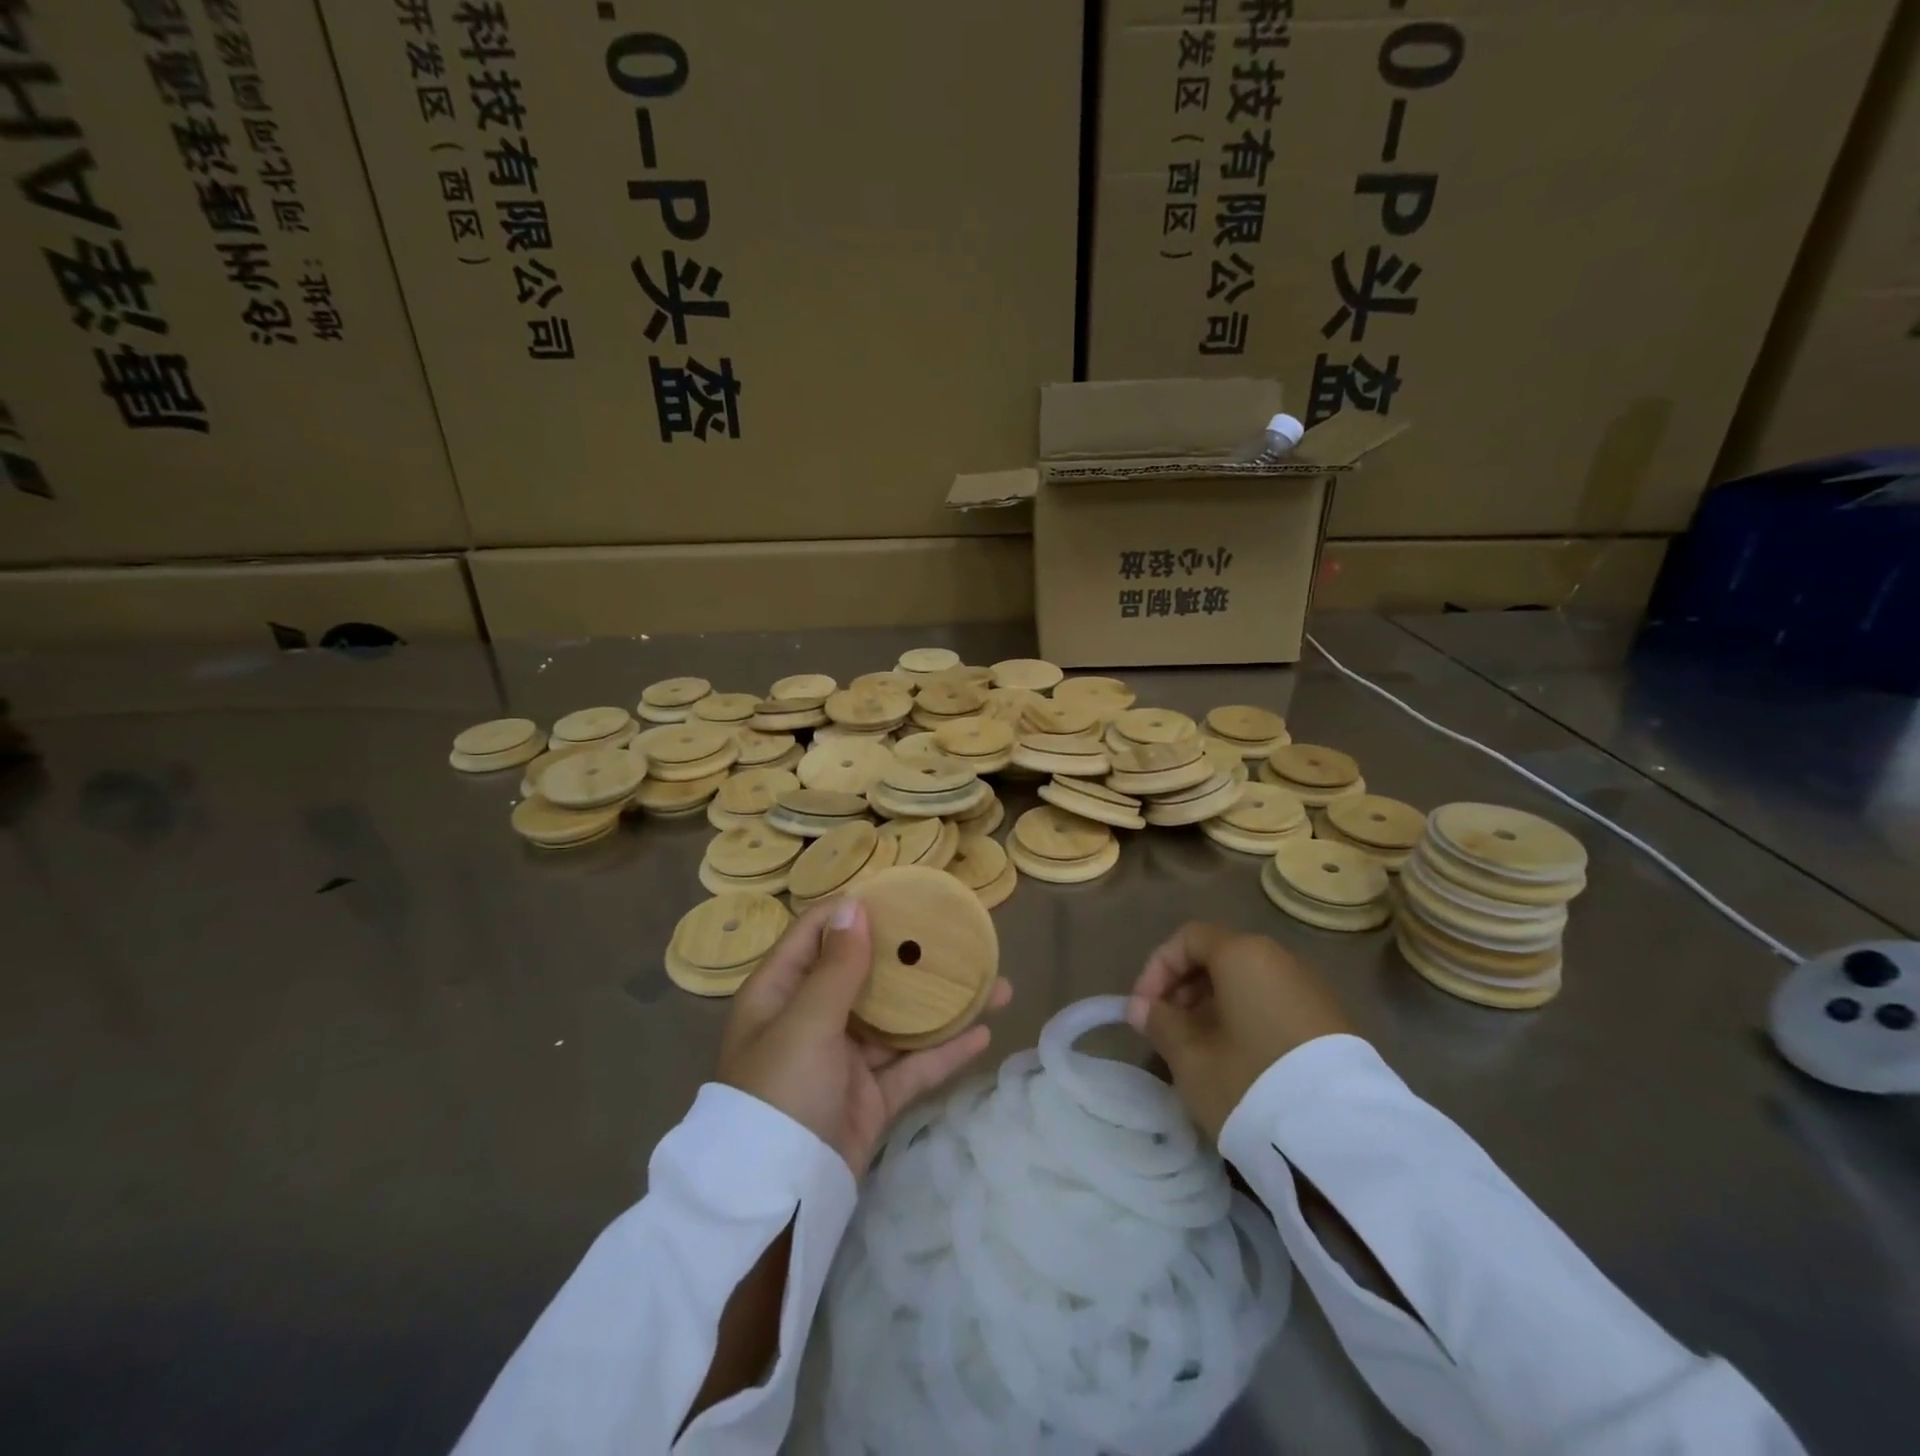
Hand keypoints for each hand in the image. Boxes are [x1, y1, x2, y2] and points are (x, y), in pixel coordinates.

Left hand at [718, 897, 1010, 1176]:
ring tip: (993, 984)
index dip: (855, 911)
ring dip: (941, 1004)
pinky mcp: (871, 1097)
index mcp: (782, 993)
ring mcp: (845, 1059)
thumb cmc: (781, 1091)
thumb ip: (837, 967)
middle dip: (912, 956)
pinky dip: (944, 1052)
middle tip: (957, 936)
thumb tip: (855, 905)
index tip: (902, 895)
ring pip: (899, 1021)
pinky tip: (982, 1034)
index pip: (818, 934)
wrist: (779, 1199)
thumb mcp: (806, 1022)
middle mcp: (813, 1018)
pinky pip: (912, 1066)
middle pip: (867, 974)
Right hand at [1126, 921, 1354, 1140]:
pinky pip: (1275, 1003)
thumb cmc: (1249, 1081)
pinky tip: (1238, 1060)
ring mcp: (1311, 988)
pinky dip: (1247, 1018)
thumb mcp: (1190, 1057)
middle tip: (1168, 1029)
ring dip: (1215, 1006)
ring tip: (1199, 1048)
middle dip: (1185, 988)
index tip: (1143, 1009)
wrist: (1343, 1138)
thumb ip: (1160, 1024)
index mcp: (1242, 953)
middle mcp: (1279, 958)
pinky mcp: (1333, 1022)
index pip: (1188, 938)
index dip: (1157, 969)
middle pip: (1220, 956)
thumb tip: (1143, 1008)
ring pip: (1248, 982)